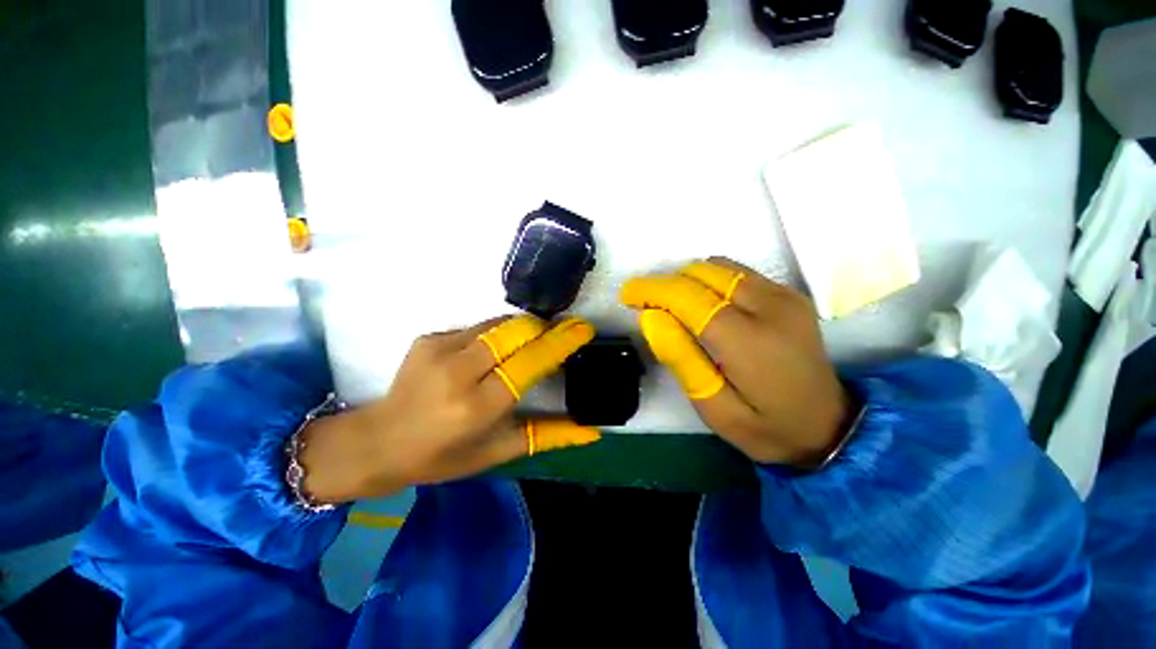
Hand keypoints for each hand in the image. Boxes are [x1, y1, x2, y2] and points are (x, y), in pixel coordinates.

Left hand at [300, 316, 599, 502]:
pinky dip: (495, 335)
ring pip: (498, 324)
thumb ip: (547, 436)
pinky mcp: (428, 337)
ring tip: (530, 341)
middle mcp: (459, 372)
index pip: (530, 363)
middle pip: (516, 331)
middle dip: (544, 328)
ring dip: (522, 329)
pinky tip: (490, 353)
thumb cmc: (443, 456)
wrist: (378, 440)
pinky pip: (477, 327)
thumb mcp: (499, 451)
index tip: (583, 329)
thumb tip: (592, 431)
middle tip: (557, 335)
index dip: (560, 342)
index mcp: (479, 406)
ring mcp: (439, 349)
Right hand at [621, 258, 853, 466]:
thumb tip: (650, 317)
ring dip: (686, 281)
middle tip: (647, 306)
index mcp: (749, 341)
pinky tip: (703, 305)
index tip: (627, 295)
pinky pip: (736, 272)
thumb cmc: (766, 427)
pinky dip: (709, 281)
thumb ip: (681, 359)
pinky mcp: (788, 294)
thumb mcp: (714, 409)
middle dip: (666, 284)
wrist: (829, 427)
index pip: (688, 297)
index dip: (652, 290)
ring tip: (672, 307)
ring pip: (718, 267)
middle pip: (701, 274)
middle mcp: (770, 307)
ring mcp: (784, 296)